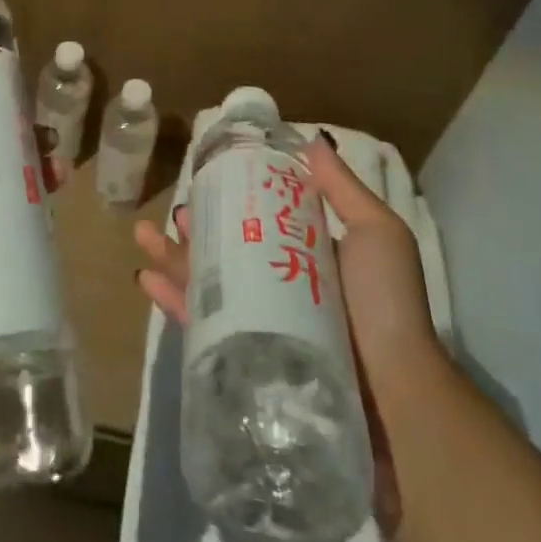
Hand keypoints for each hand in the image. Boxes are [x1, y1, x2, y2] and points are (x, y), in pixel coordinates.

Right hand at [134, 134, 442, 521]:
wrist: (398, 401)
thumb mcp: (377, 233)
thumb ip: (343, 190)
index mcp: (310, 257)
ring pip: (207, 284)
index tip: (208, 181)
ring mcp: (263, 326)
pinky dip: (172, 301)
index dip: (233, 201)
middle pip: (227, 251)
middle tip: (173, 212)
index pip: (262, 221)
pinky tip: (146, 280)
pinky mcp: (246, 361)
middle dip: (196, 229)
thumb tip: (313, 140)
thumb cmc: (386, 306)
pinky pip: (200, 325)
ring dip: (172, 258)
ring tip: (142, 235)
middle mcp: (283, 287)